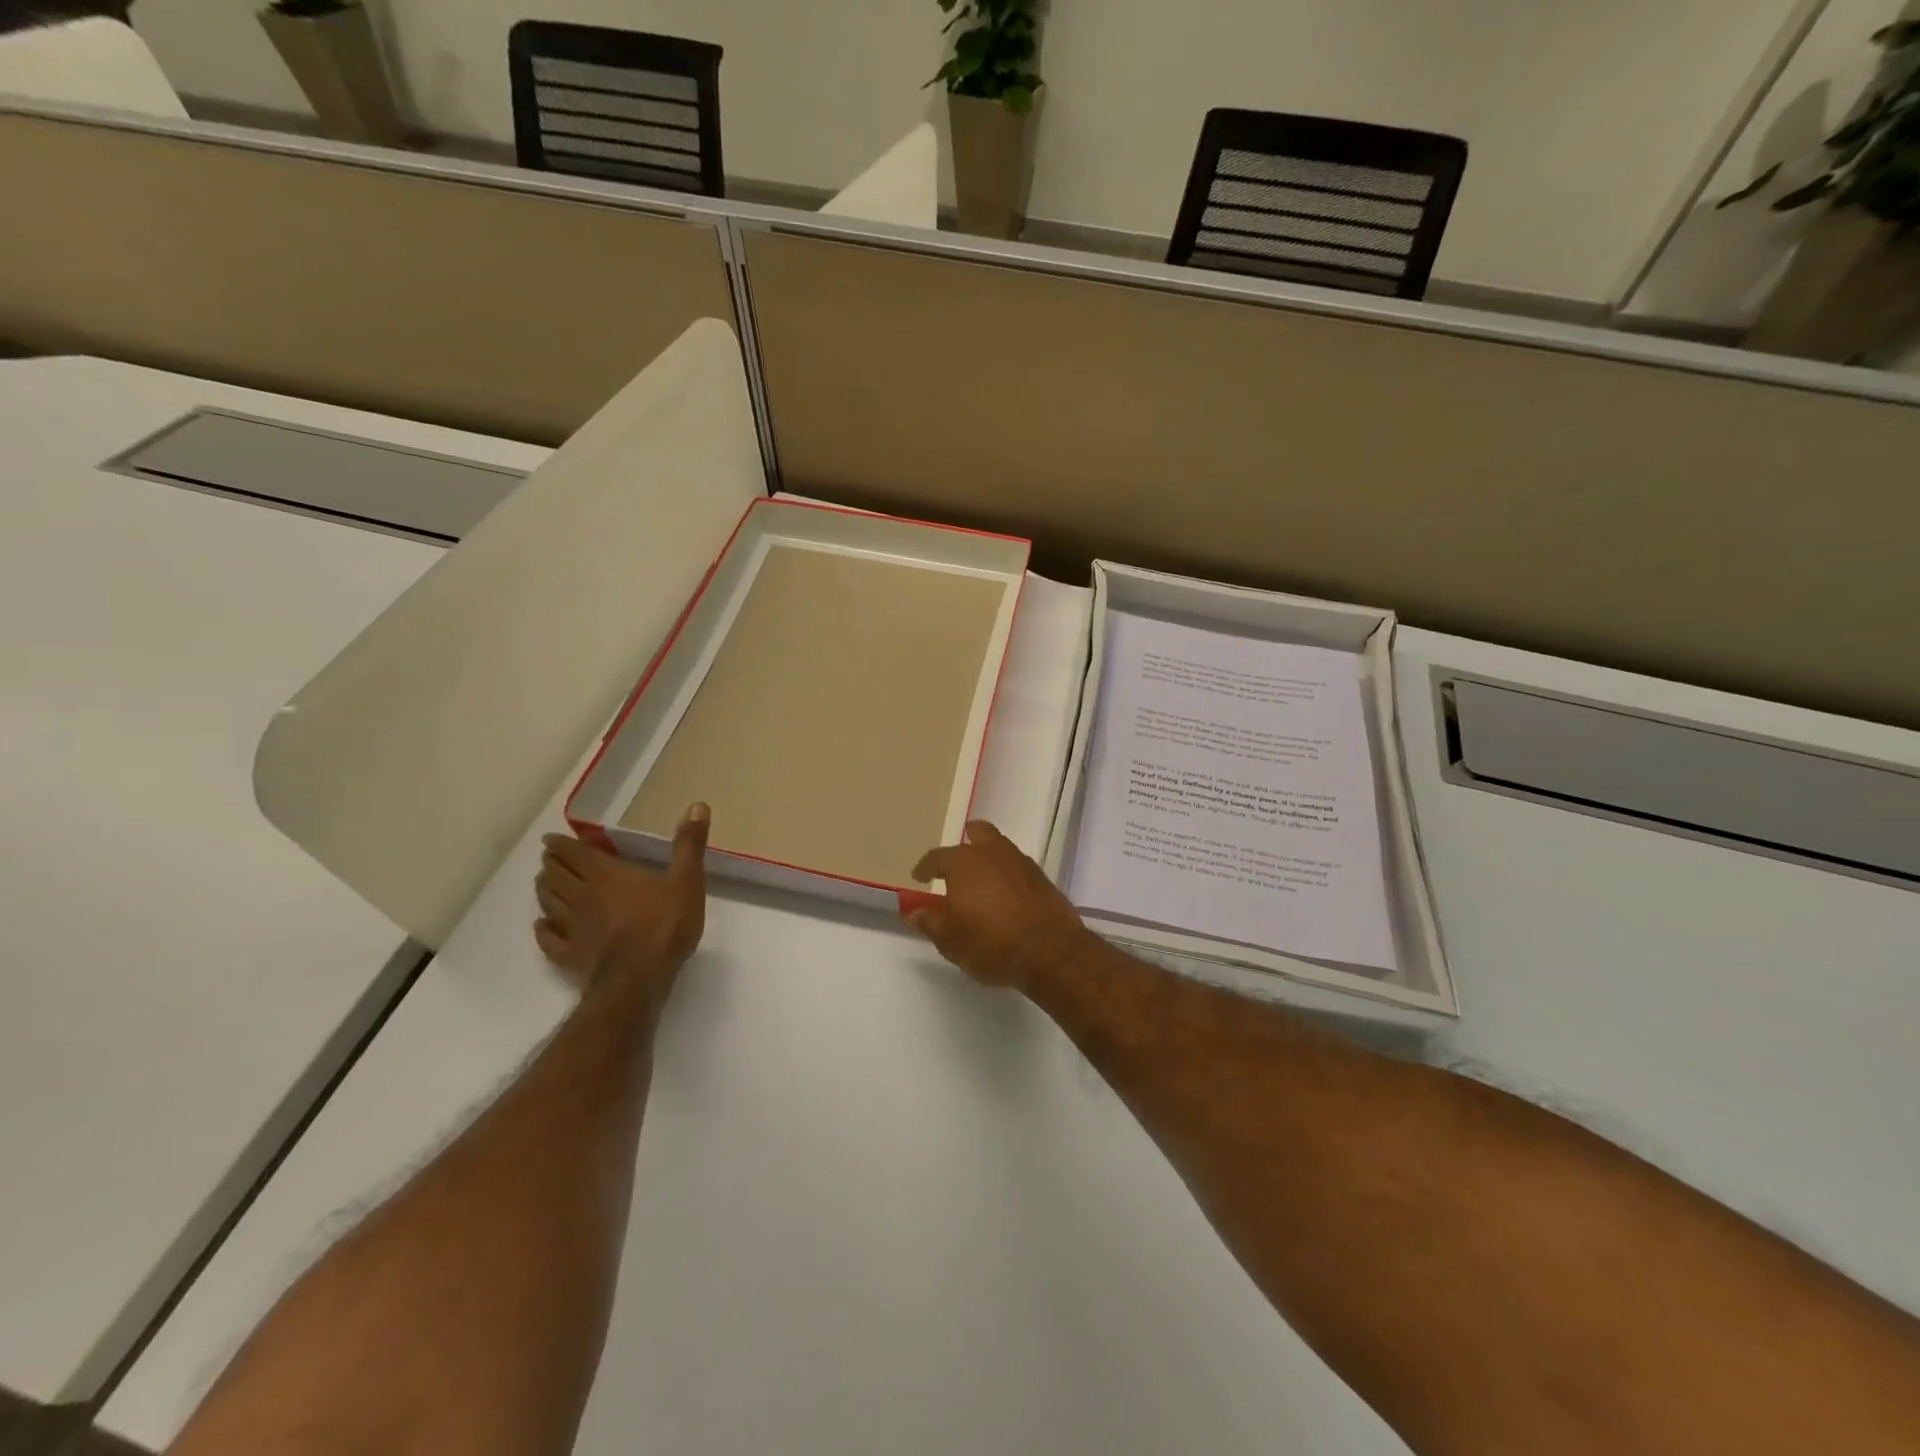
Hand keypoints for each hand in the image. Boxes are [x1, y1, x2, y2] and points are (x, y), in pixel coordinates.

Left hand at [535, 804, 709, 1010]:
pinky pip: (550, 941)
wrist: (639, 978)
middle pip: (557, 876)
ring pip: (548, 904)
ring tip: (543, 884)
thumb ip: (689, 845)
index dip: (560, 844)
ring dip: (544, 892)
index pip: (574, 854)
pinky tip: (542, 927)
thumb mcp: (686, 880)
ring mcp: (573, 928)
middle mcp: (582, 897)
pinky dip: (543, 931)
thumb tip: (697, 805)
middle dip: (551, 865)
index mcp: (607, 875)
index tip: (550, 839)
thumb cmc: (664, 925)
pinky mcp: (571, 956)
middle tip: (548, 859)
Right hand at [902, 820, 1096, 990]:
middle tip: (957, 863)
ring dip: (989, 857)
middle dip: (965, 842)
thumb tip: (913, 911)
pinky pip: (1017, 866)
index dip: (925, 867)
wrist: (1050, 950)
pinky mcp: (1042, 877)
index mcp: (963, 863)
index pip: (937, 856)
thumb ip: (929, 921)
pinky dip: (1008, 874)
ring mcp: (1021, 862)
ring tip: (982, 880)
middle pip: (977, 833)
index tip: (919, 877)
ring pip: (1000, 847)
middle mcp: (992, 853)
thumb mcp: (950, 940)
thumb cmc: (991, 943)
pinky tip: (1005, 894)